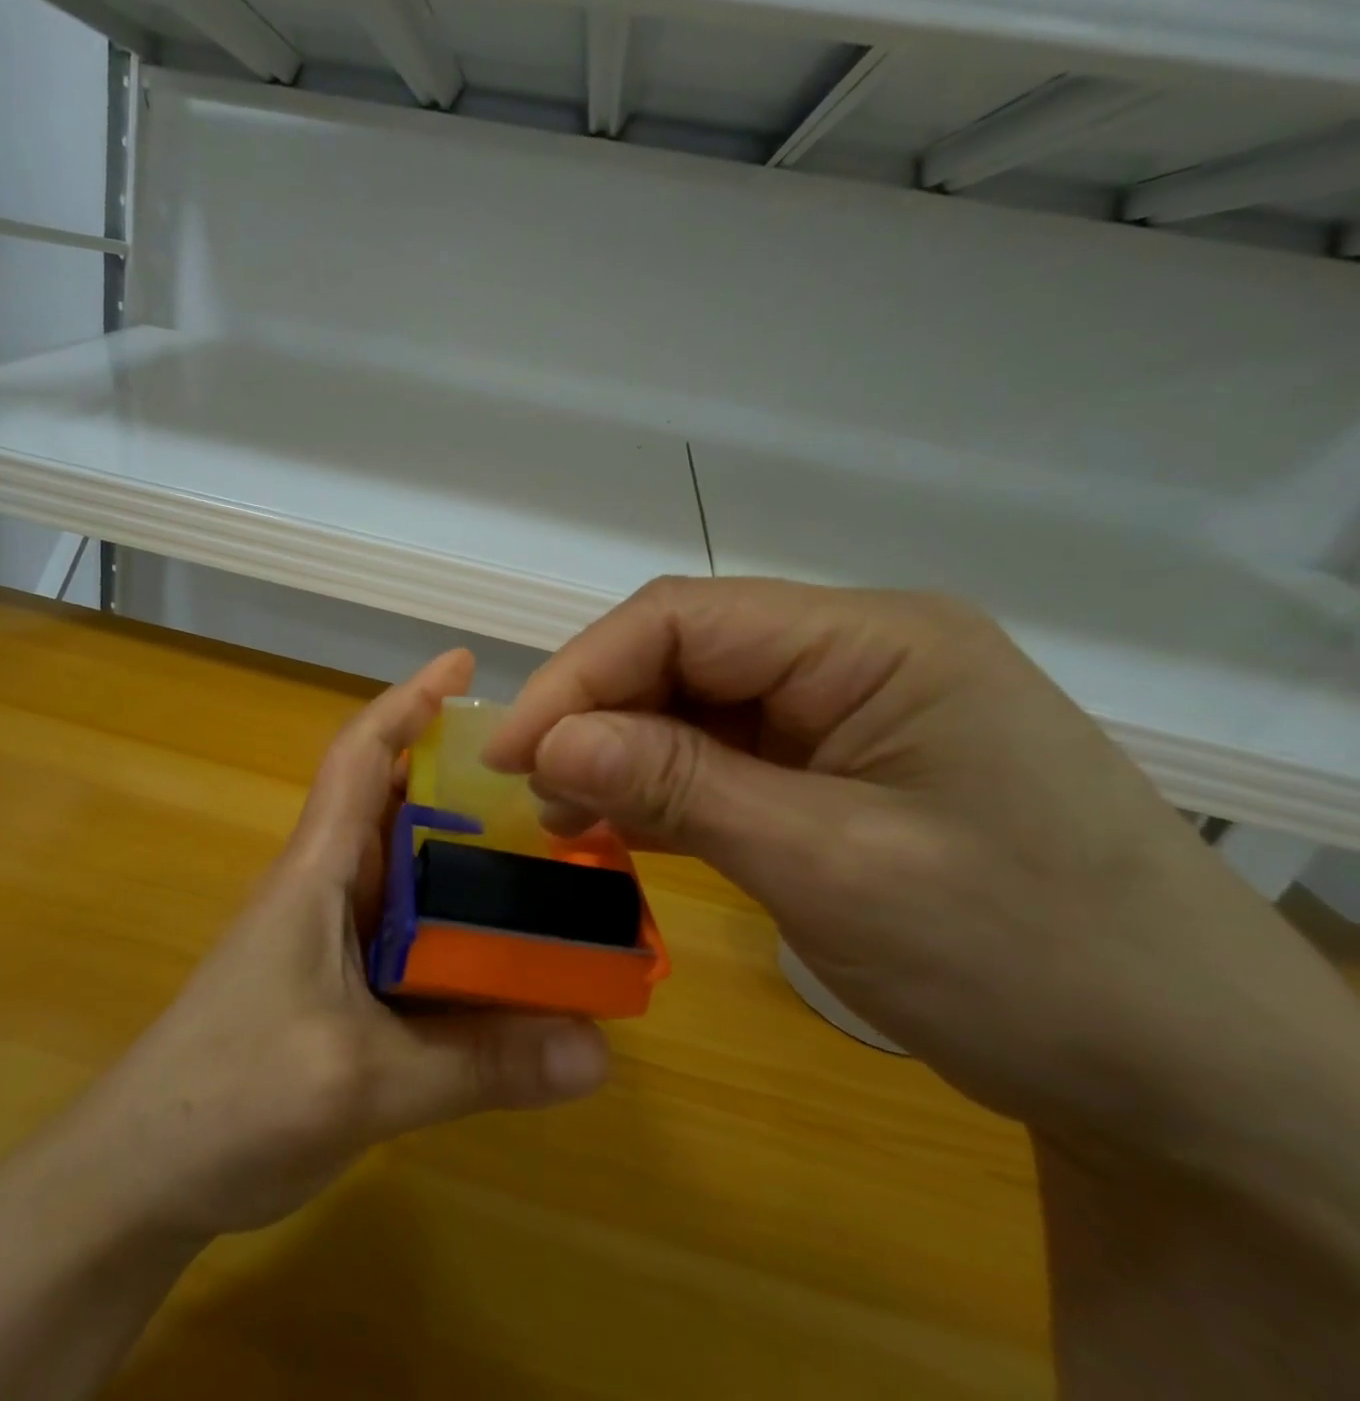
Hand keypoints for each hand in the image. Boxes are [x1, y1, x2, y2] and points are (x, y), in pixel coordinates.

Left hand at [64, 648, 609, 1241]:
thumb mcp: (363, 1082)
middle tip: (554, 787)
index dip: (409, 701)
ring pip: (412, 874)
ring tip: (554, 861)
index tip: (463, 665)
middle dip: (467, 782)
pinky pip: (413, 935)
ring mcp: (331, 937)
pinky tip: (510, 957)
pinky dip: (460, 930)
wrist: (143, 1176)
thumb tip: (599, 1050)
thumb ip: (479, 1064)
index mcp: (318, 869)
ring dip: (470, 859)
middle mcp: (327, 886)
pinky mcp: (338, 984)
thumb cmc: (231, 1098)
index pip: (362, 755)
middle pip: (400, 806)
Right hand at [483, 578, 1359, 1175]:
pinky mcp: (842, 765)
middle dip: (597, 715)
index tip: (509, 752)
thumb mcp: (828, 865)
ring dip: (624, 752)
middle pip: (684, 653)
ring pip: (696, 703)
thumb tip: (549, 741)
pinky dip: (666, 784)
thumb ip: (678, 785)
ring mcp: (850, 710)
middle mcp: (857, 654)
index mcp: (873, 641)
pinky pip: (727, 752)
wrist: (1188, 1079)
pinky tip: (623, 823)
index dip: (580, 676)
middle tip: (534, 792)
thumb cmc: (1024, 958)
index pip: (681, 620)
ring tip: (568, 814)